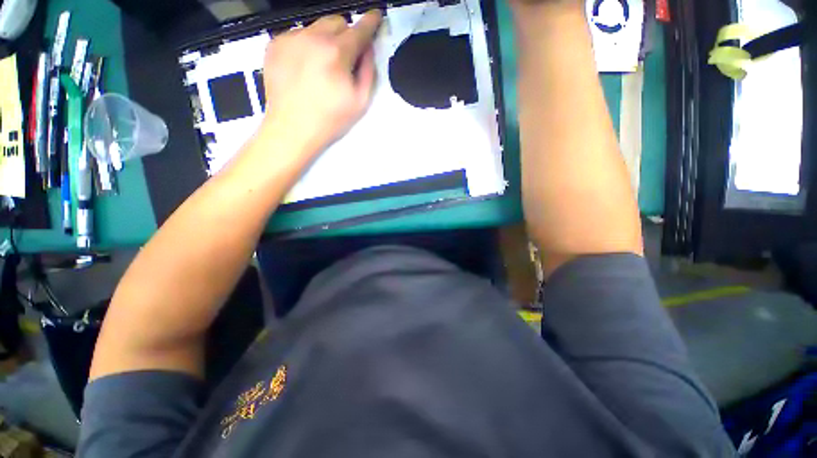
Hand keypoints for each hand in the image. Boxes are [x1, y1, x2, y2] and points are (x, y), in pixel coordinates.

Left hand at [261, 10, 381, 155]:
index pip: (359, 30)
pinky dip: (305, 46)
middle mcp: (312, 37)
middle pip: (337, 21)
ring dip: (325, 40)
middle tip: (345, 58)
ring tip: (321, 67)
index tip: (375, 16)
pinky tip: (304, 68)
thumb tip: (368, 49)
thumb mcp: (360, 102)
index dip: (370, 22)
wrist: (291, 129)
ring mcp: (290, 38)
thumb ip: (369, 71)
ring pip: (316, 26)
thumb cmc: (330, 120)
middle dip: (345, 35)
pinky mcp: (274, 44)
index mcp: (337, 52)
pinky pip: (297, 35)